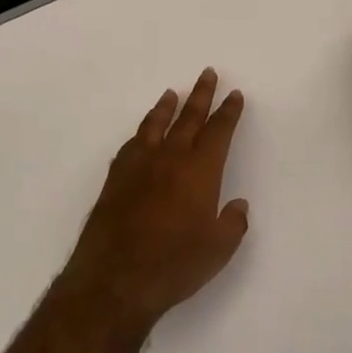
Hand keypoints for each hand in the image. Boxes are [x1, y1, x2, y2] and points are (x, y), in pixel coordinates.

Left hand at [63, 69, 250, 334]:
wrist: (114, 279)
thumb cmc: (173, 265)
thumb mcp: (217, 251)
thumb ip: (232, 223)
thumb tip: (237, 205)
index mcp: (199, 171)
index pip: (218, 131)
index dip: (228, 112)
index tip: (234, 95)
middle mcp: (170, 158)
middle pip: (188, 118)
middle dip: (201, 95)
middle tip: (208, 73)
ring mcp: (139, 165)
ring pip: (156, 125)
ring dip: (167, 107)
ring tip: (172, 93)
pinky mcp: (116, 178)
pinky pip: (132, 144)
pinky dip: (142, 132)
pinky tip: (142, 134)